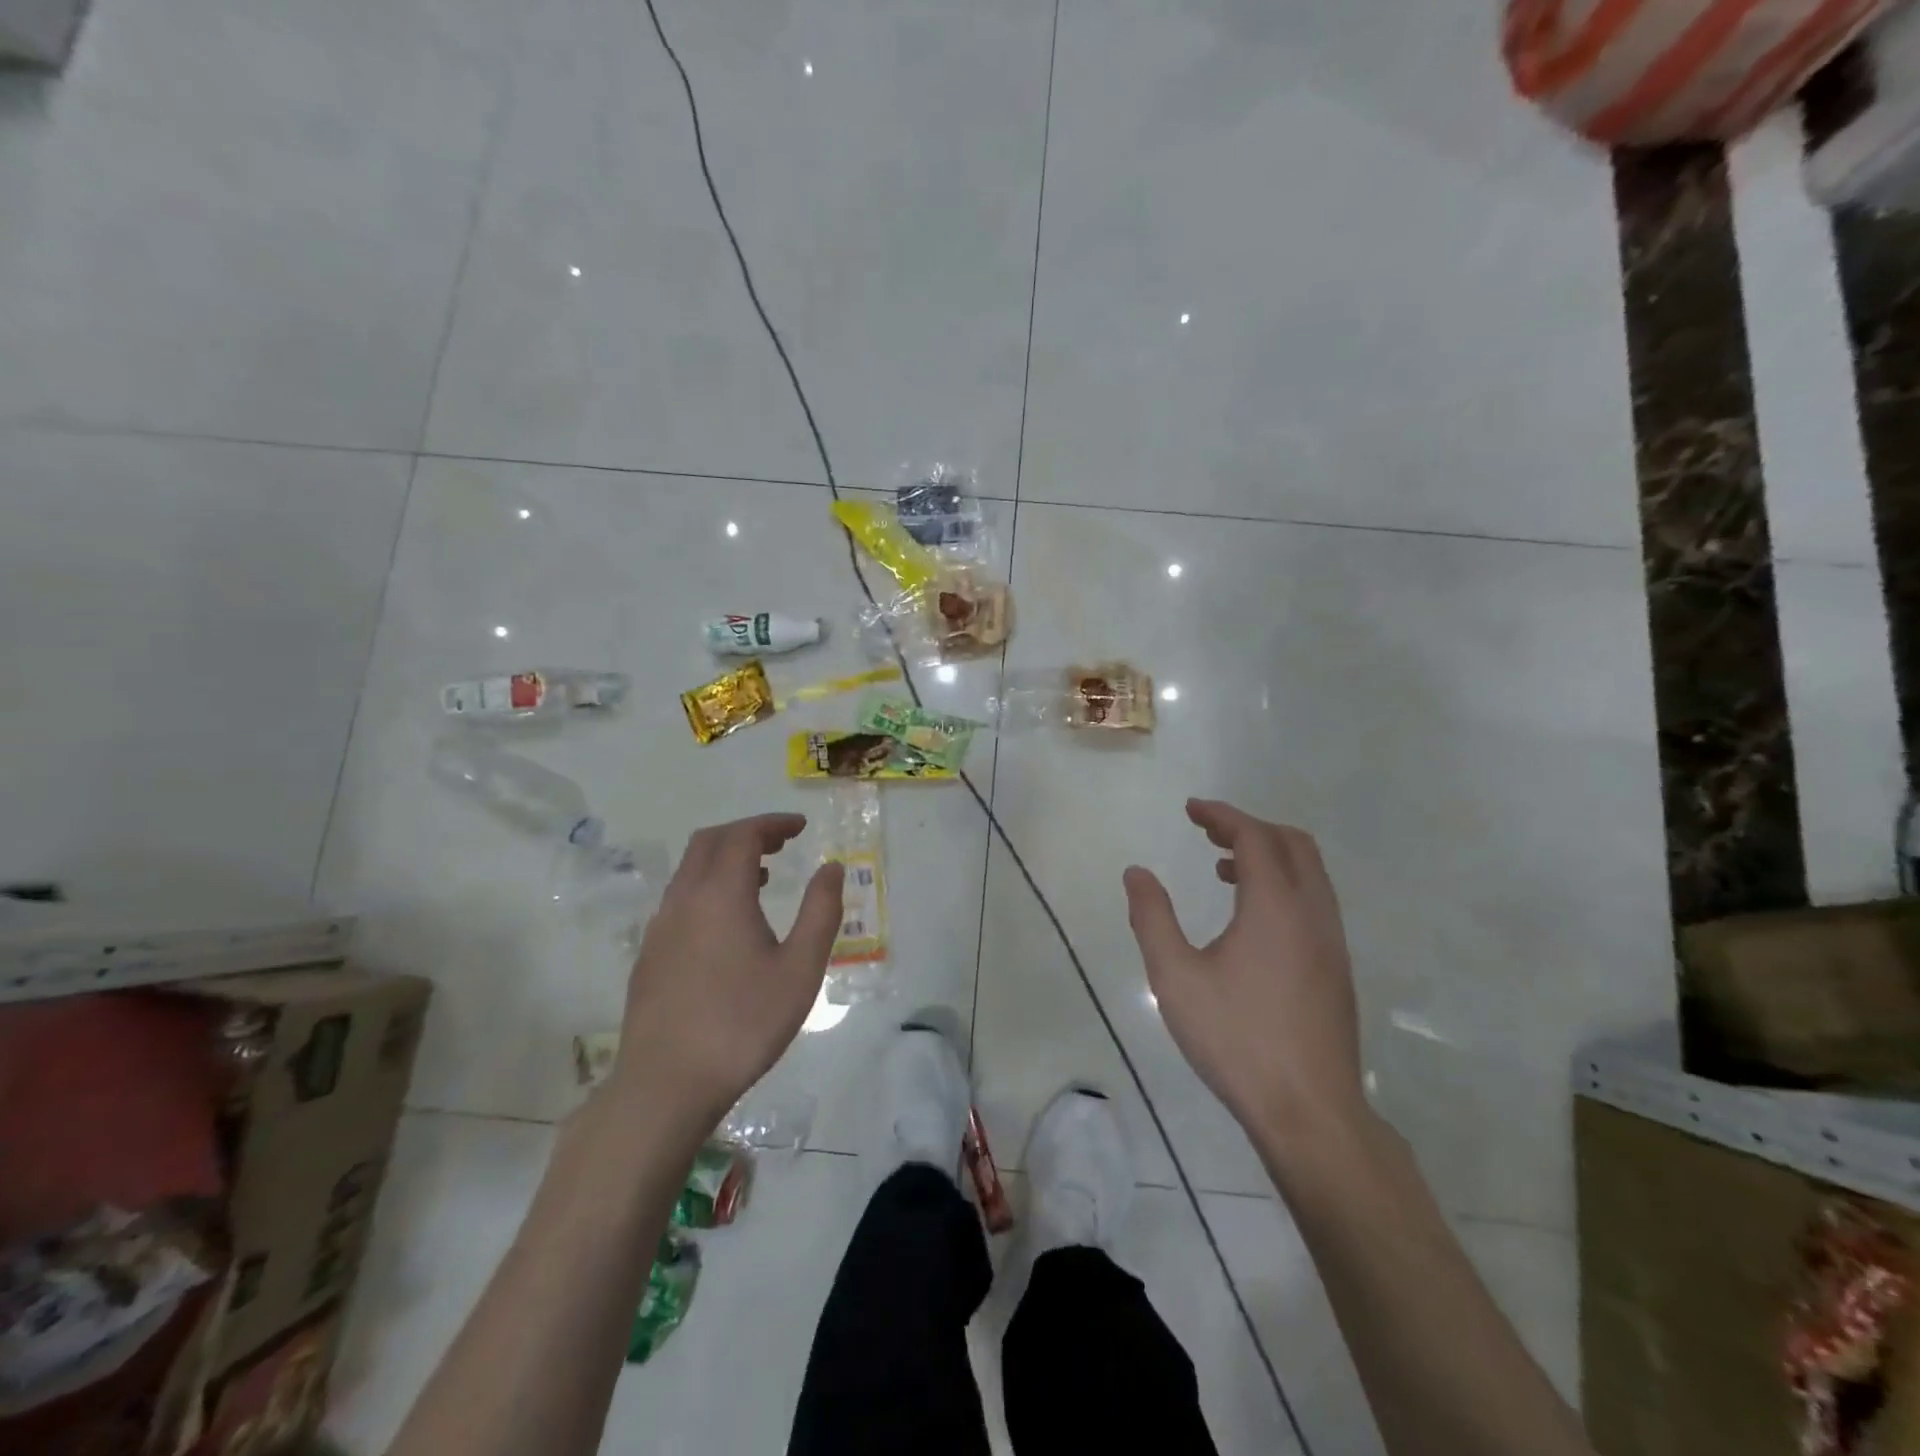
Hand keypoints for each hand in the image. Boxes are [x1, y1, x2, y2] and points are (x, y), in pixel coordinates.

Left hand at [609, 813, 843, 1129]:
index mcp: (721, 895)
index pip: (743, 835)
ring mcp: (660, 928)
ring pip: (690, 871)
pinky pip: (680, 899)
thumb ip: (820, 912)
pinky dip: (708, 887)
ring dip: (725, 859)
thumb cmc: (743, 1024)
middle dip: (747, 833)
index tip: (801, 827)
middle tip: (782, 842)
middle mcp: (684, 900)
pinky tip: (728, 923)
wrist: (665, 1085)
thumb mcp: (800, 969)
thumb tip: (832, 868)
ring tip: (762, 876)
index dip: (773, 823)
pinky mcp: (649, 955)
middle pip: (710, 842)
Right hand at [1122, 799, 1365, 1143]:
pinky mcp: (1338, 968)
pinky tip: (1251, 920)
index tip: (1191, 809)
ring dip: (1269, 856)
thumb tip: (1137, 873)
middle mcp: (1312, 912)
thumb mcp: (1175, 977)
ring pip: (1309, 873)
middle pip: (1292, 843)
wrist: (1309, 1111)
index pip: (1254, 836)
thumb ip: (1152, 918)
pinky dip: (1284, 885)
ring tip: (1222, 870)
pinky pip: (1314, 901)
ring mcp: (1332, 941)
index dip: (1222, 815)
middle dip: (1249, 827)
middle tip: (1207, 831)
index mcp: (1275, 905)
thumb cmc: (1236, 1038)